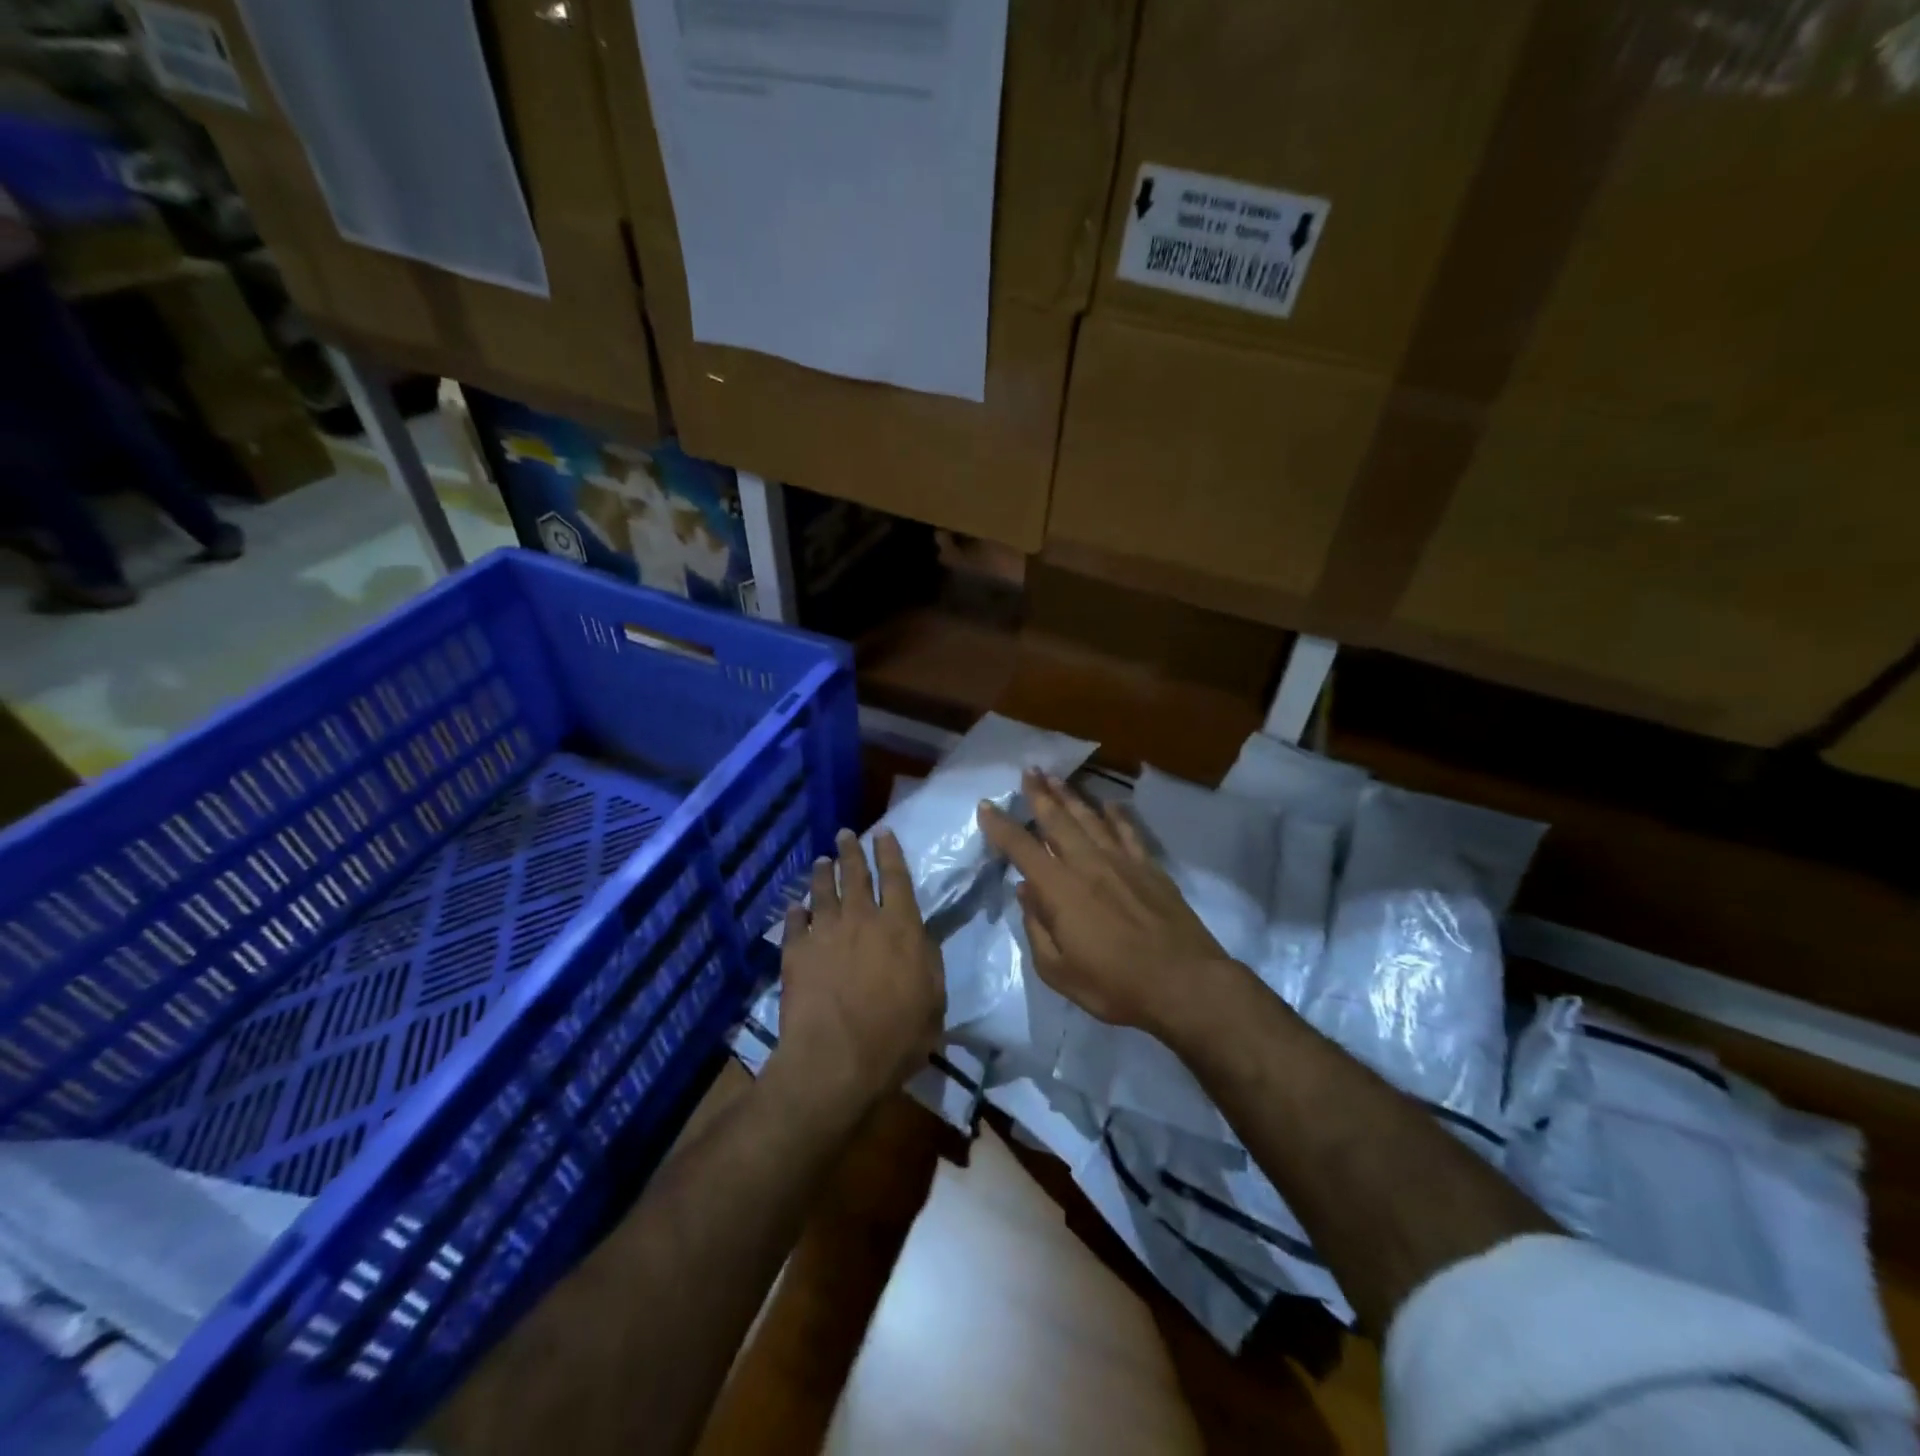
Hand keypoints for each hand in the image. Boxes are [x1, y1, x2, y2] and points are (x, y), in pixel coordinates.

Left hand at [769, 827, 944, 1119]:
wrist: (836, 1059)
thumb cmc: (896, 1036)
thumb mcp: (933, 1000)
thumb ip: (928, 961)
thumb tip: (920, 938)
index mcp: (900, 926)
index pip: (896, 878)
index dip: (889, 852)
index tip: (882, 832)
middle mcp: (862, 919)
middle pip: (855, 875)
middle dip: (851, 851)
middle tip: (845, 833)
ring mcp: (825, 933)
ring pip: (823, 892)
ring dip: (822, 873)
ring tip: (820, 861)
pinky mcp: (796, 953)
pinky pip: (795, 923)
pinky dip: (796, 912)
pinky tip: (795, 906)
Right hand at [978, 771, 1231, 1035]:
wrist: (1185, 984)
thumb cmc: (1115, 985)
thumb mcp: (1058, 971)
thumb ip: (1036, 928)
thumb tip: (1026, 891)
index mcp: (1059, 889)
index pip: (1022, 848)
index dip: (1001, 826)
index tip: (986, 805)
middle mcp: (1087, 864)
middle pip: (1058, 820)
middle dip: (1039, 794)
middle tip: (1028, 770)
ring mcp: (1122, 862)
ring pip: (1090, 818)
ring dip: (1070, 796)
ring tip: (1056, 778)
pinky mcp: (1150, 867)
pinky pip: (1128, 832)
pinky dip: (1117, 815)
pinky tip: (1109, 804)